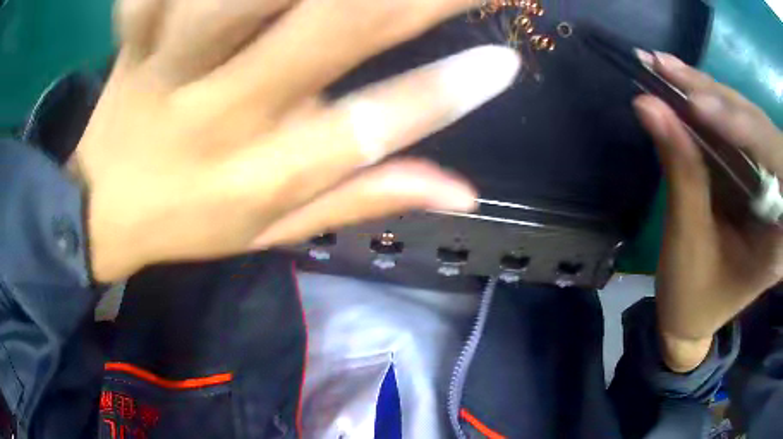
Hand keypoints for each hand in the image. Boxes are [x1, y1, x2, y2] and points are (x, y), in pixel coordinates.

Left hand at [75, 0, 520, 281]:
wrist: (102, 206)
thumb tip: (464, 190)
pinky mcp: (137, 38)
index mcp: (265, 174)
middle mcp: (225, 113)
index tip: (509, 60)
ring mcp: (172, 66)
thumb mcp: (273, 231)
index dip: (450, 92)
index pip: (376, 128)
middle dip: (420, 1)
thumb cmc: (186, 220)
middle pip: (335, 28)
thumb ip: (364, 198)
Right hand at [633, 52, 782, 371]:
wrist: (692, 316)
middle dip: (716, 98)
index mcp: (778, 234)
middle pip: (757, 128)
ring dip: (706, 91)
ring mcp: (768, 180)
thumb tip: (647, 105)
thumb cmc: (693, 296)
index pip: (773, 162)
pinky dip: (708, 103)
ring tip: (665, 69)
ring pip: (745, 118)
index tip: (698, 105)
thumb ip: (680, 170)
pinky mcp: (752, 170)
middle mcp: (780, 199)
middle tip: (667, 70)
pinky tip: (682, 86)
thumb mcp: (689, 241)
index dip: (741, 128)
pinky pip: (735, 126)